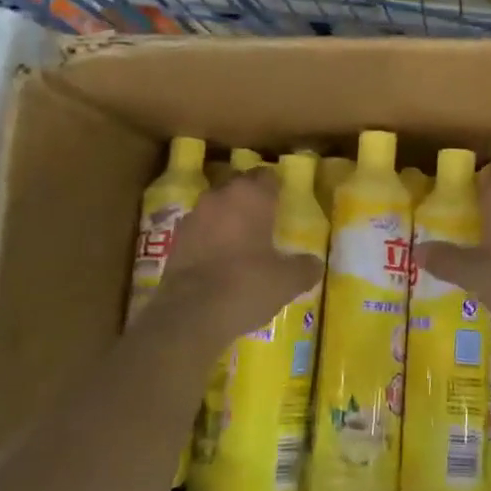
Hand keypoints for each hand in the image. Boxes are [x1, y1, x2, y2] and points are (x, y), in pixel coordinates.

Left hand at [148, 168, 321, 353]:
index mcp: (251, 196)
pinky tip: (220, 259)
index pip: (268, 176)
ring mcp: (194, 216)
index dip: (277, 187)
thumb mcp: (287, 281)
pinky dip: (210, 237)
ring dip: (229, 217)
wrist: (190, 314)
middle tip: (267, 220)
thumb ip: (305, 267)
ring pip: (217, 206)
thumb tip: (315, 263)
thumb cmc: (246, 285)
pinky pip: (201, 229)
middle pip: (240, 186)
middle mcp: (220, 196)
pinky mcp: (176, 239)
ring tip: (243, 241)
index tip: (285, 202)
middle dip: (252, 199)